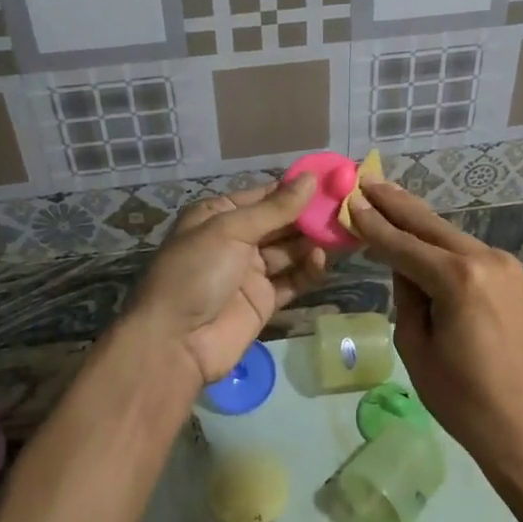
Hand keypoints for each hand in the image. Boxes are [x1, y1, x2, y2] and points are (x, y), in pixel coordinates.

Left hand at [126, 174, 327, 387]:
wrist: (174, 343)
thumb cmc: (195, 272)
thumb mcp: (231, 231)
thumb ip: (275, 208)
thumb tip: (311, 178)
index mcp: (219, 214)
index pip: (265, 195)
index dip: (297, 188)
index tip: (333, 179)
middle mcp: (236, 239)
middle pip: (282, 222)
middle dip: (311, 215)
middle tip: (347, 206)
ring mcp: (250, 271)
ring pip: (291, 250)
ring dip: (314, 241)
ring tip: (343, 232)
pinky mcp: (264, 300)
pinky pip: (293, 279)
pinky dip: (308, 269)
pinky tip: (323, 260)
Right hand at [348, 181, 522, 475]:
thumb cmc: (464, 400)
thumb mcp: (416, 347)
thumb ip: (405, 296)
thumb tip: (403, 266)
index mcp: (457, 279)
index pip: (402, 244)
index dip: (373, 224)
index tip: (349, 199)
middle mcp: (484, 259)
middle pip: (428, 224)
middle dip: (394, 202)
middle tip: (365, 178)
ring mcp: (503, 265)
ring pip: (447, 233)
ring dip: (415, 217)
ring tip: (385, 195)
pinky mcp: (511, 275)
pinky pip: (464, 249)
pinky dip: (438, 239)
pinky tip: (418, 230)